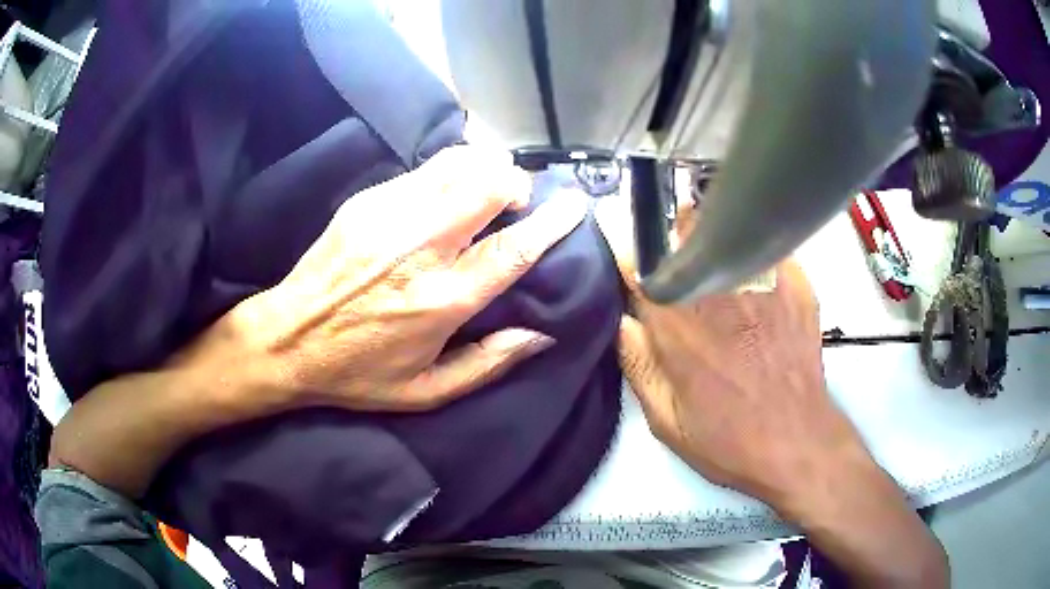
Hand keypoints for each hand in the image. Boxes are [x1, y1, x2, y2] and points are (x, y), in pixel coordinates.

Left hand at [219, 145, 586, 411]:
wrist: (287, 339)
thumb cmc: (356, 373)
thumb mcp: (426, 391)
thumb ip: (488, 364)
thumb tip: (539, 336)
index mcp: (440, 301)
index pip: (512, 250)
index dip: (551, 223)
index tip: (575, 204)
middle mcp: (419, 249)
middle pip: (486, 187)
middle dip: (515, 184)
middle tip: (517, 201)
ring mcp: (388, 216)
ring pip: (457, 165)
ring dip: (485, 169)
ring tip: (487, 189)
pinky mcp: (366, 201)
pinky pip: (424, 169)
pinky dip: (451, 171)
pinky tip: (448, 192)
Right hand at [596, 186, 863, 502]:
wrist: (798, 444)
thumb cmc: (729, 440)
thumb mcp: (667, 420)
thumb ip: (638, 364)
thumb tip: (622, 320)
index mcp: (679, 325)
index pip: (640, 267)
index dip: (632, 262)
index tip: (634, 271)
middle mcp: (718, 292)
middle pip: (683, 230)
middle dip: (673, 241)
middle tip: (678, 267)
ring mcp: (762, 282)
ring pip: (727, 230)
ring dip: (713, 241)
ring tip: (717, 267)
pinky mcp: (796, 284)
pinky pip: (765, 249)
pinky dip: (754, 256)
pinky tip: (757, 284)